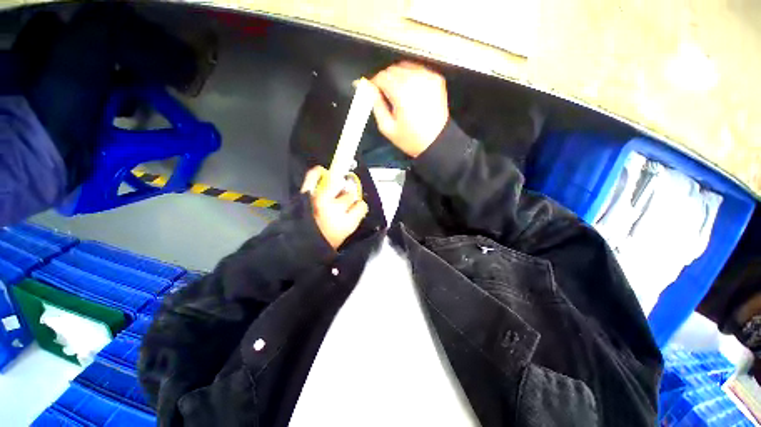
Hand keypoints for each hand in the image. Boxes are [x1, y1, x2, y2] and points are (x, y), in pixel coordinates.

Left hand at [301, 166, 368, 249]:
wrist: (295, 248)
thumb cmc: (321, 244)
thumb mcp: (342, 236)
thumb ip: (351, 220)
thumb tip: (354, 207)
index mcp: (347, 223)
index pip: (361, 206)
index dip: (358, 206)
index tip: (355, 208)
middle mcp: (337, 209)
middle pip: (349, 194)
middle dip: (347, 197)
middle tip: (341, 202)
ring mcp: (321, 199)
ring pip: (337, 184)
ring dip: (337, 187)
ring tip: (332, 192)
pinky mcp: (307, 194)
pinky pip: (313, 177)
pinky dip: (317, 172)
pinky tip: (321, 171)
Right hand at [370, 61, 449, 157]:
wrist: (436, 141)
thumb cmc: (411, 139)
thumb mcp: (387, 127)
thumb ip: (376, 105)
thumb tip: (368, 89)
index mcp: (402, 92)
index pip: (381, 77)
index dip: (372, 82)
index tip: (369, 89)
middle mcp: (415, 80)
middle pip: (392, 70)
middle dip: (385, 79)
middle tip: (383, 93)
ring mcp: (427, 77)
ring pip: (405, 67)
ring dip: (397, 77)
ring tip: (396, 93)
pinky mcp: (436, 79)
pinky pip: (417, 70)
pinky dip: (410, 77)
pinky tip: (409, 91)